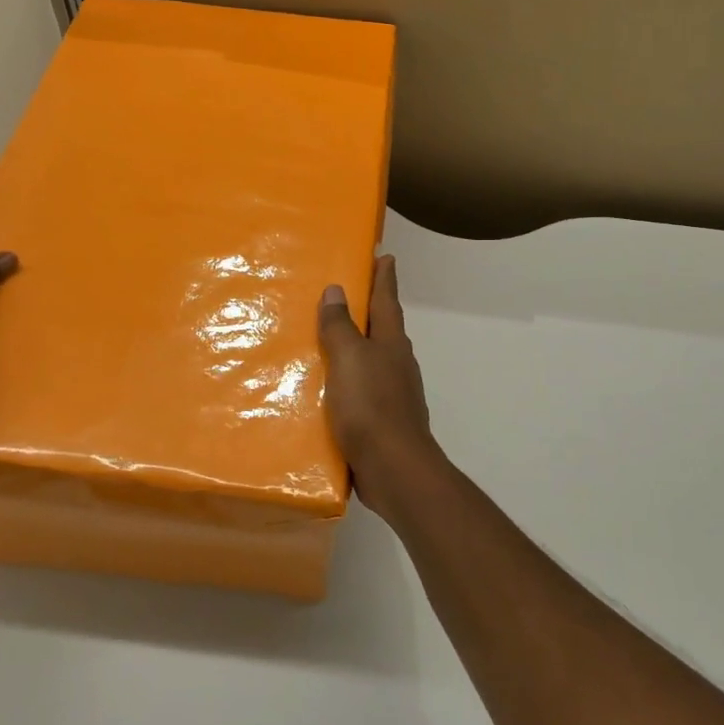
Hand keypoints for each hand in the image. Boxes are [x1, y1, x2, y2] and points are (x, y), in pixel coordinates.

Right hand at [318, 255, 440, 522]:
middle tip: (346, 294)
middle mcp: (396, 363)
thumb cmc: (371, 406)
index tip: (384, 255)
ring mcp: (392, 393)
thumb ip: (341, 326)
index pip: (386, 300)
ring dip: (354, 347)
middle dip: (368, 311)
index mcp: (392, 343)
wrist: (394, 468)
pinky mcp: (382, 420)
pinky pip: (360, 391)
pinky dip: (346, 381)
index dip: (384, 277)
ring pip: (371, 360)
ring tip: (327, 339)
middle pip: (382, 328)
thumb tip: (338, 290)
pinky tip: (327, 389)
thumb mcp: (349, 358)